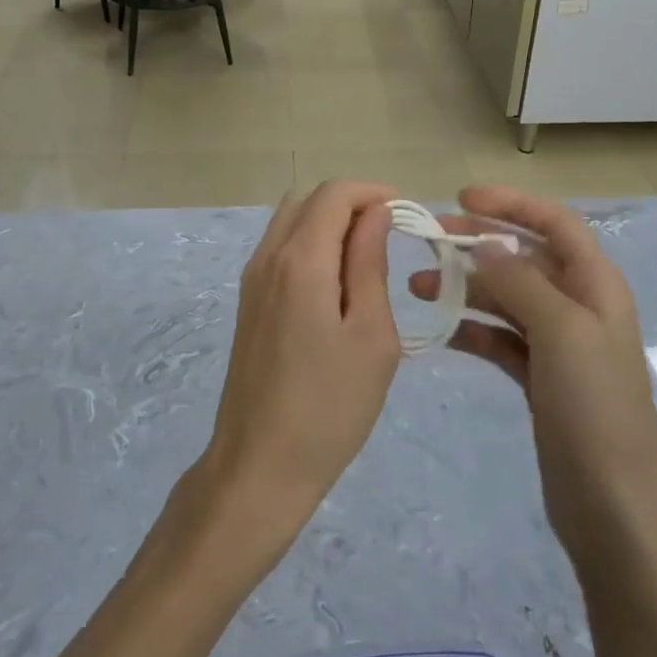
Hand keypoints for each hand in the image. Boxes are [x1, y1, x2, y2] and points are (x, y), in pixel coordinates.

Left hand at [197, 181, 401, 549]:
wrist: (260, 464)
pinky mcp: (248, 301)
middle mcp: (268, 257)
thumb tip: (375, 213)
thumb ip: (370, 264)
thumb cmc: (329, 405)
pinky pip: (280, 249)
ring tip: (368, 259)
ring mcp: (252, 279)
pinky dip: (311, 245)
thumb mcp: (371, 335)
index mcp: (300, 260)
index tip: (408, 214)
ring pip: (291, 221)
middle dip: (352, 204)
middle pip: (309, 200)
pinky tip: (337, 284)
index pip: (334, 194)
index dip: (373, 192)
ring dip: (330, 223)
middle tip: (392, 236)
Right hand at [410, 186, 656, 546]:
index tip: (461, 199)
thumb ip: (521, 281)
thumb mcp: (561, 331)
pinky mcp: (540, 378)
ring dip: (465, 287)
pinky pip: (499, 338)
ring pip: (506, 297)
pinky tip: (440, 332)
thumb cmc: (594, 408)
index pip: (554, 223)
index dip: (511, 203)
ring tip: (417, 289)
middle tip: (428, 240)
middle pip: (524, 256)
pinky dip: (471, 329)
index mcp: (596, 285)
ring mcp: (558, 344)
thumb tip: (483, 244)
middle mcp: (579, 305)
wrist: (613, 507)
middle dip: (477, 243)